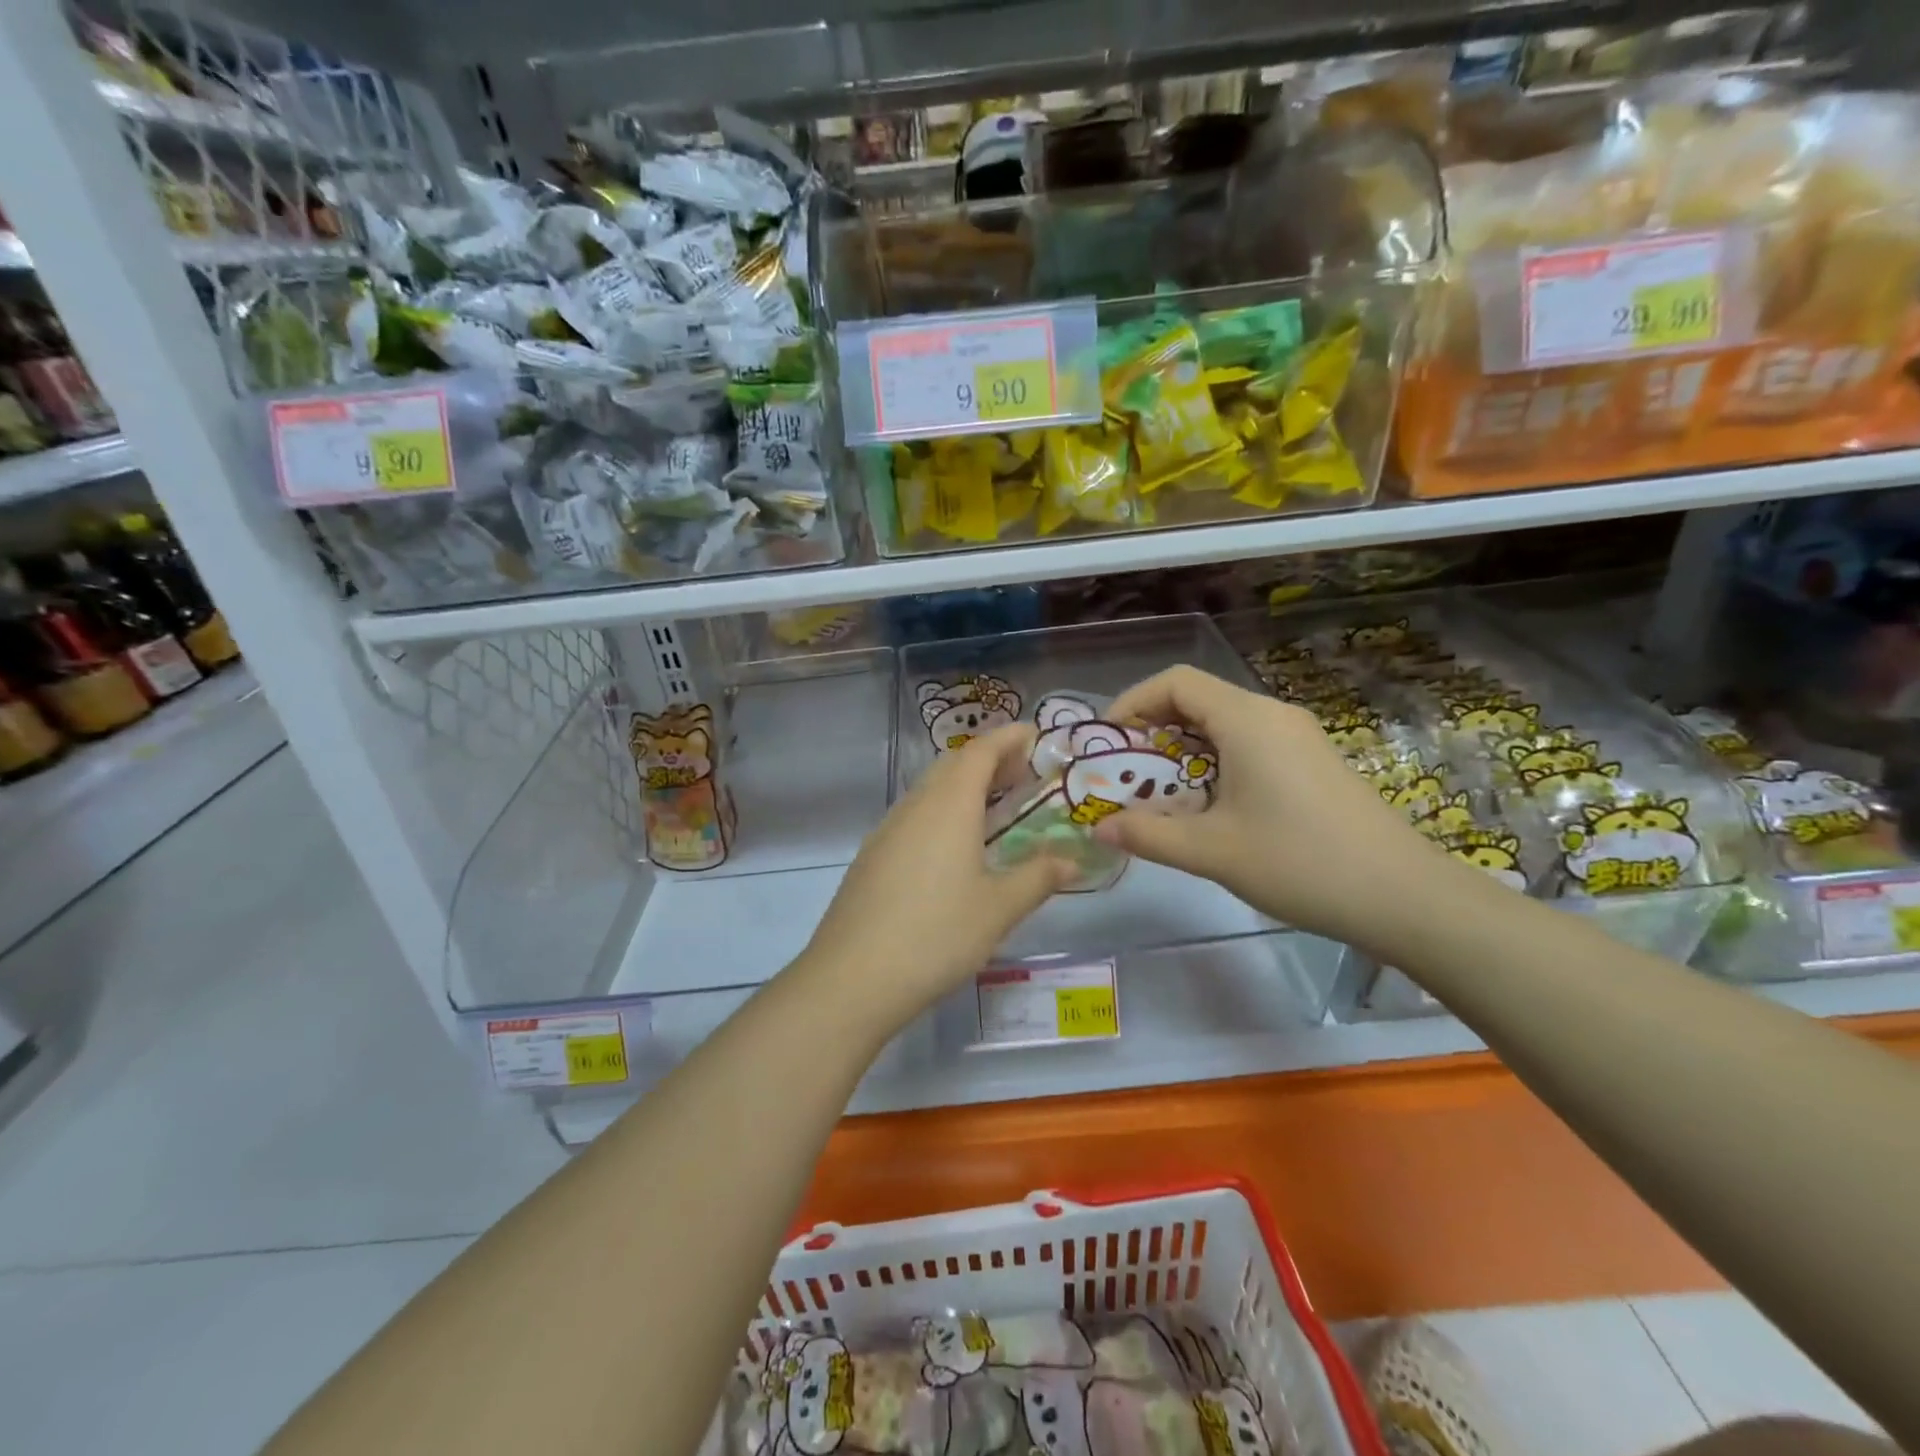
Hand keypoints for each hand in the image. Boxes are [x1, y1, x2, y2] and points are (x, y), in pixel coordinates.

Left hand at [800, 724, 1075, 1021]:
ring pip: (930, 790)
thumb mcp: (999, 909)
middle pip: (953, 764)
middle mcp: (915, 806)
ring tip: (994, 808)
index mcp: (948, 805)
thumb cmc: (936, 935)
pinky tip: (954, 847)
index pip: (981, 750)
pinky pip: (913, 816)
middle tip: (1023, 774)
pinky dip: (942, 812)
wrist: (852, 977)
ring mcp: (887, 830)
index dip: (1009, 737)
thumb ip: (1038, 877)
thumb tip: (1070, 860)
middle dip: (989, 759)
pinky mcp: (872, 856)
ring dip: (963, 786)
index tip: (1036, 735)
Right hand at [1096, 666, 1453, 946]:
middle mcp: (1272, 715)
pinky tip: (1209, 805)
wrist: (1404, 897)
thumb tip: (1098, 829)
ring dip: (1183, 750)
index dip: (1133, 702)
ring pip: (1224, 724)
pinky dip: (1214, 761)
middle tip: (1126, 773)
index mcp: (1247, 720)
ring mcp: (1298, 737)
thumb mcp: (1212, 851)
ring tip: (1159, 793)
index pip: (1176, 682)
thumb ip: (1148, 835)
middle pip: (1198, 699)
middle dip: (1153, 730)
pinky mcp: (1312, 761)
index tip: (1108, 742)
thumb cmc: (1300, 863)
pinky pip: (1249, 743)